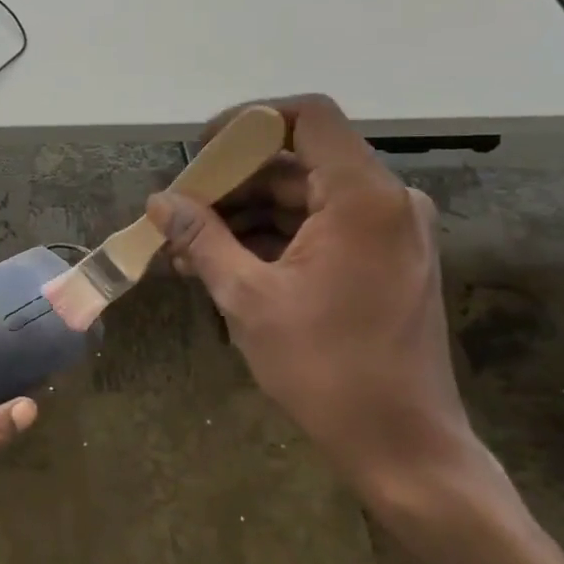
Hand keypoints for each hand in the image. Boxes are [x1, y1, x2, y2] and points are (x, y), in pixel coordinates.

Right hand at [146, 95, 478, 510]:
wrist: (403, 446)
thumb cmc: (326, 368)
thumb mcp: (248, 298)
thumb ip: (202, 238)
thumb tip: (159, 201)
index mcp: (363, 199)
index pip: (308, 118)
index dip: (248, 121)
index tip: (201, 152)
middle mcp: (386, 202)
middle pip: (296, 163)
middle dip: (232, 183)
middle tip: (178, 212)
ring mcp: (388, 233)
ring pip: (303, 199)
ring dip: (244, 217)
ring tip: (186, 248)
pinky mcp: (383, 261)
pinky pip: (319, 230)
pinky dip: (271, 240)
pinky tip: (221, 264)